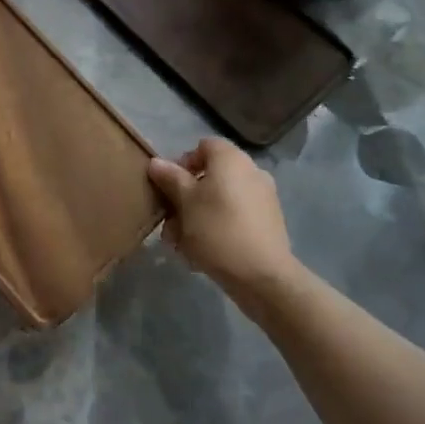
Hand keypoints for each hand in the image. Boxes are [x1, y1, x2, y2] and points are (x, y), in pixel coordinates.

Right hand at [147, 137, 298, 302]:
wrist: (263, 276)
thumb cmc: (217, 230)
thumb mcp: (185, 202)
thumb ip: (170, 179)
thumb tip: (156, 162)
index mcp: (231, 159)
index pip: (202, 147)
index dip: (182, 164)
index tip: (168, 189)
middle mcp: (250, 171)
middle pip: (209, 177)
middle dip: (185, 200)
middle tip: (169, 225)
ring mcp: (262, 198)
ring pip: (219, 201)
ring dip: (197, 218)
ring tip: (181, 246)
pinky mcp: (268, 223)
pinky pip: (234, 218)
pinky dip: (217, 229)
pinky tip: (202, 255)